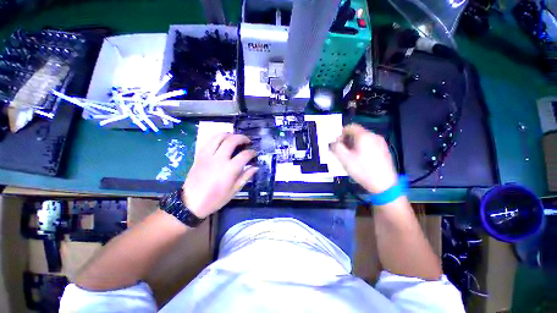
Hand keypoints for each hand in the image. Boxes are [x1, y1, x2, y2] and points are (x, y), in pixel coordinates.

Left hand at [182, 133, 257, 217]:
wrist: (191, 203)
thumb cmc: (215, 199)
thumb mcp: (234, 191)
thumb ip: (245, 177)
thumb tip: (255, 167)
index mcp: (229, 170)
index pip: (244, 155)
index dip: (252, 152)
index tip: (254, 153)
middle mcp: (219, 159)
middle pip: (232, 140)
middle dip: (242, 138)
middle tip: (247, 141)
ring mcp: (207, 155)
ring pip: (219, 136)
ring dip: (230, 134)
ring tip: (235, 138)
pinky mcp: (199, 155)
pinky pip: (209, 141)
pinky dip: (218, 138)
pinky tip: (223, 142)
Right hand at [329, 124, 397, 193]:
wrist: (384, 185)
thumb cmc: (362, 170)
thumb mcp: (344, 159)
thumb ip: (336, 148)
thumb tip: (333, 143)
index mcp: (364, 136)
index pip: (350, 127)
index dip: (341, 134)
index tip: (337, 143)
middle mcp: (374, 136)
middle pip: (356, 133)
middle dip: (346, 140)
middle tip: (342, 151)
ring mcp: (381, 143)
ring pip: (363, 139)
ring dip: (354, 145)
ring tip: (350, 156)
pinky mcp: (384, 150)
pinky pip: (370, 145)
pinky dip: (362, 148)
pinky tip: (360, 159)